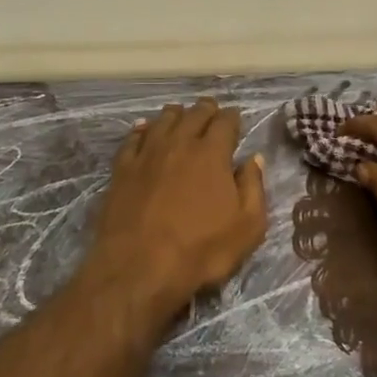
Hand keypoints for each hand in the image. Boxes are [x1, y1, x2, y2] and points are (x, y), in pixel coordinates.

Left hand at [85, 98, 268, 316]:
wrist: (139, 267)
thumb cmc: (201, 250)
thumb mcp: (247, 227)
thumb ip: (253, 188)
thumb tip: (254, 159)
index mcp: (212, 154)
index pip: (225, 122)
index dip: (232, 117)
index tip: (235, 117)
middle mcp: (179, 143)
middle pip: (193, 114)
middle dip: (206, 109)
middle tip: (211, 110)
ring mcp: (147, 154)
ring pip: (162, 121)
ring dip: (175, 114)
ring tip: (180, 114)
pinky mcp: (122, 169)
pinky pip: (132, 139)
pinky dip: (141, 130)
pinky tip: (143, 129)